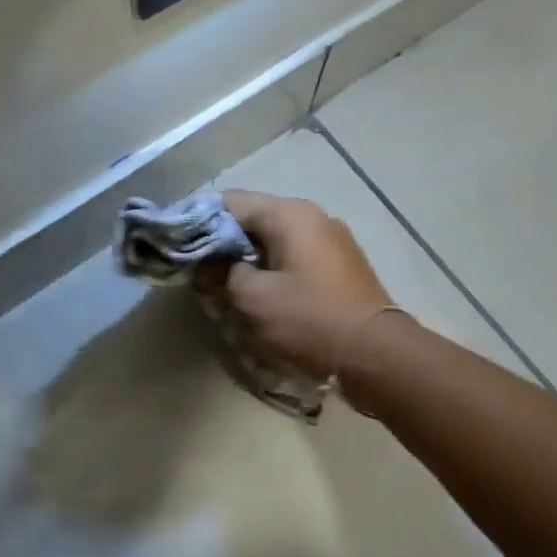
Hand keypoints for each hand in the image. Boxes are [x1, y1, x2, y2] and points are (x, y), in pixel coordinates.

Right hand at [202, 190, 396, 379]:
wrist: (377, 353)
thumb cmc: (309, 320)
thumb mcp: (253, 299)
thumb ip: (222, 274)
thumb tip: (207, 267)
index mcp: (289, 214)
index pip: (229, 202)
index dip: (199, 223)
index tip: (179, 247)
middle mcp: (312, 216)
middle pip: (253, 219)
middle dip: (224, 244)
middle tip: (200, 273)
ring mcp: (331, 240)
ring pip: (274, 240)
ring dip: (248, 260)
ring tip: (227, 288)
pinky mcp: (340, 265)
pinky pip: (295, 257)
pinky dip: (273, 269)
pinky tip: (262, 296)